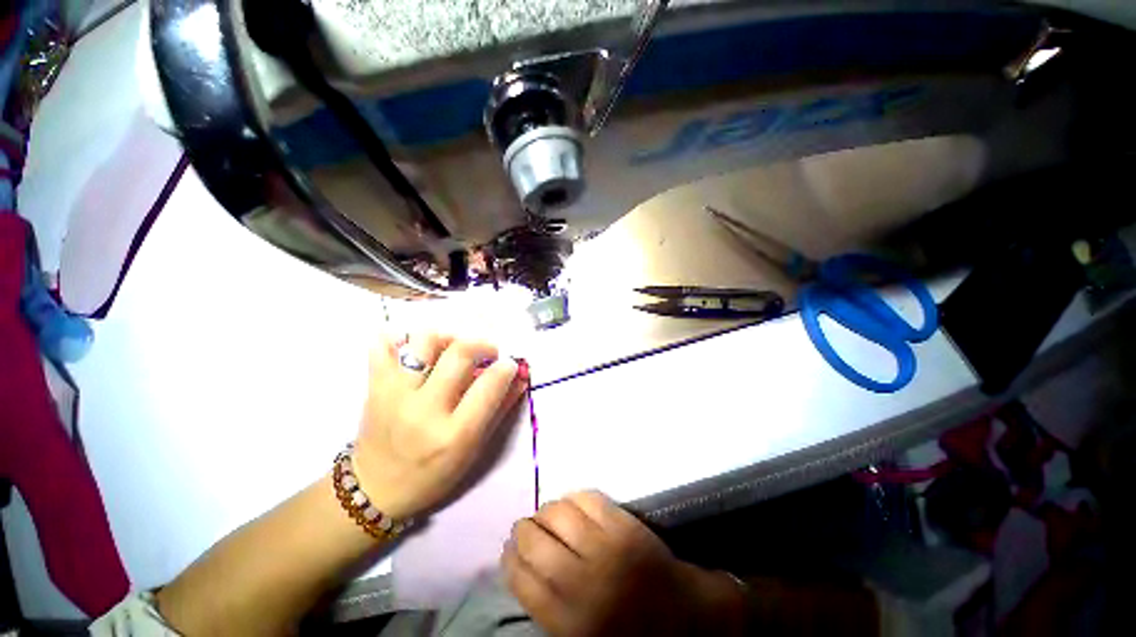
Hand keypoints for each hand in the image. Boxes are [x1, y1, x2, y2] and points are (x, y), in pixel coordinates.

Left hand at [352, 333, 526, 521]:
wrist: (375, 490)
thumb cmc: (433, 475)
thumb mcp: (475, 450)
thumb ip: (500, 410)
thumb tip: (519, 376)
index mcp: (455, 434)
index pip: (489, 384)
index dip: (506, 367)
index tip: (509, 364)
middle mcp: (425, 410)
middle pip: (460, 353)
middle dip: (483, 345)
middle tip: (487, 354)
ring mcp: (395, 395)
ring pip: (425, 341)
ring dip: (447, 338)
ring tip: (452, 351)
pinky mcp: (374, 387)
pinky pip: (382, 346)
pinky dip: (400, 340)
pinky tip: (414, 350)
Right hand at [502, 491, 747, 636]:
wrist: (684, 617)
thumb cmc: (629, 631)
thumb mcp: (580, 635)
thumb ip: (548, 605)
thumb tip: (522, 565)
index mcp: (569, 620)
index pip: (523, 579)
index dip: (510, 559)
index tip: (509, 549)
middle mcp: (583, 581)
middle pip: (536, 542)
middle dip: (523, 530)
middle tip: (525, 527)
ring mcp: (606, 546)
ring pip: (559, 514)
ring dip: (546, 510)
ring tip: (547, 515)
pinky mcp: (625, 524)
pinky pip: (588, 498)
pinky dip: (574, 497)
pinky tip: (572, 505)